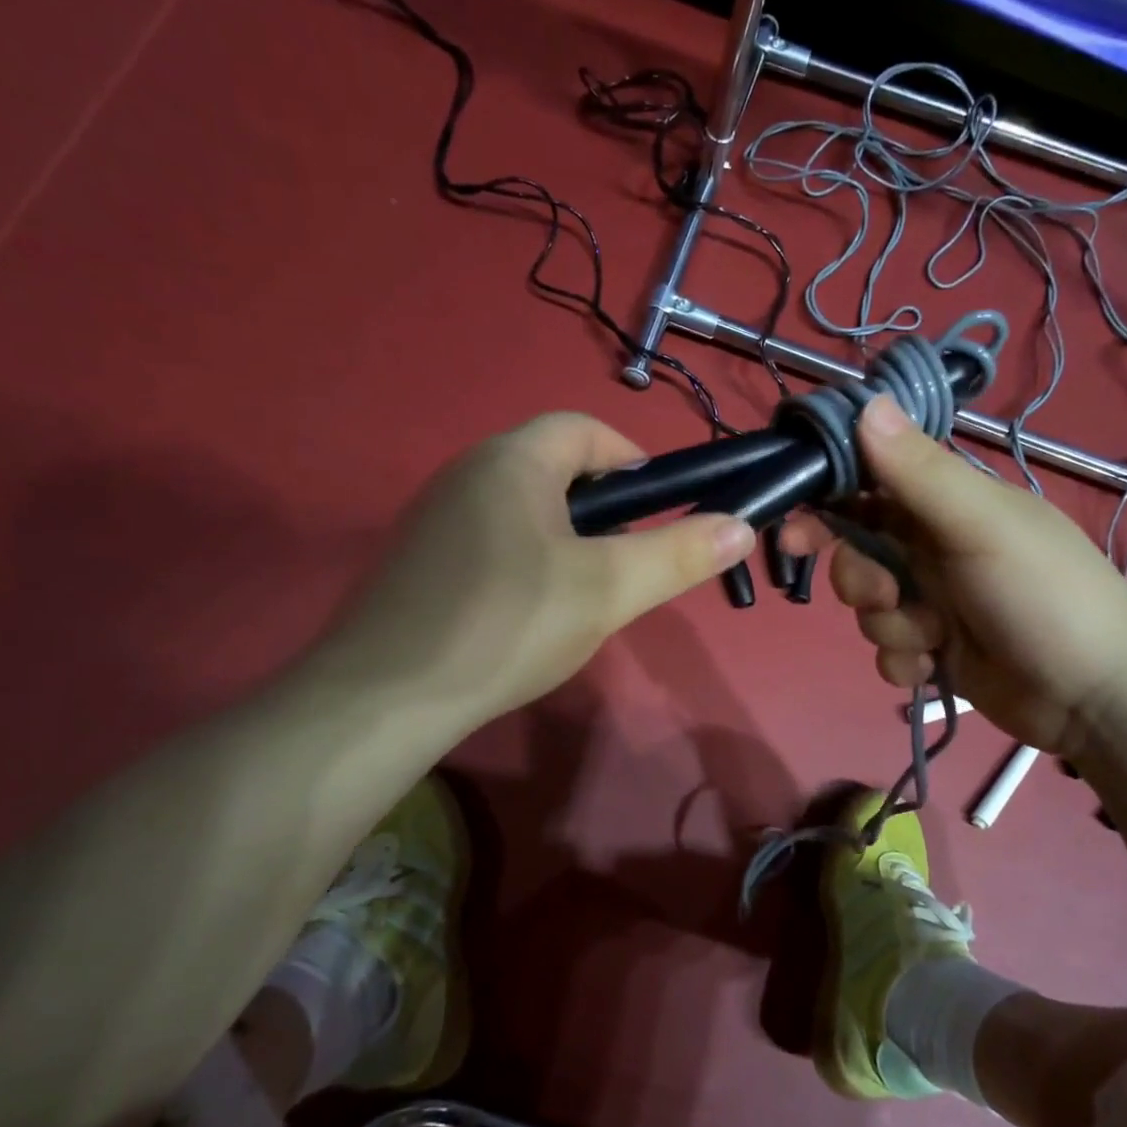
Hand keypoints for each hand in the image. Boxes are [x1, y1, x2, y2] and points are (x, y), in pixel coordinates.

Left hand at [312, 413, 753, 727]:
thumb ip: (677, 555)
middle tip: (625, 563)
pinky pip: (489, 541)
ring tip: (583, 595)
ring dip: (564, 539)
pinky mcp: (418, 561)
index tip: (659, 510)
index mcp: (513, 460)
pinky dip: (524, 562)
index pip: (585, 429)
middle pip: (553, 468)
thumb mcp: (607, 591)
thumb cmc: (509, 625)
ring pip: (522, 509)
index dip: (632, 459)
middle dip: (602, 507)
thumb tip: (740, 525)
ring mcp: (435, 517)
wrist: (386, 697)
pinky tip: (527, 616)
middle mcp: (467, 472)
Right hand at [781, 396, 1126, 752]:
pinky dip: (906, 662)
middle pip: (857, 552)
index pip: (871, 485)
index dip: (827, 501)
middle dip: (859, 578)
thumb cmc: (1043, 595)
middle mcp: (935, 548)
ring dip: (890, 626)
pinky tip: (937, 668)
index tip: (792, 526)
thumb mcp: (981, 526)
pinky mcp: (935, 651)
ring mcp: (935, 602)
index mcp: (949, 505)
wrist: (1094, 698)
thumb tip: (866, 403)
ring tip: (933, 637)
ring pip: (868, 608)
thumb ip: (919, 472)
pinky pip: (888, 651)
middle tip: (883, 594)